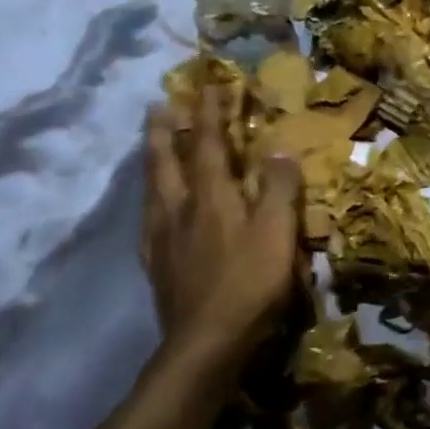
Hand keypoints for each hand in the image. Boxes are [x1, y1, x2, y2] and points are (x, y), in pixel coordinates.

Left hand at [143, 87, 304, 368]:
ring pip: (152, 188)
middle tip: (158, 104)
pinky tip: (152, 210)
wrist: (207, 344)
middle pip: (166, 160)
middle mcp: (179, 210)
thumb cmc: (250, 283)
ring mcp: (162, 239)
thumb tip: (280, 151)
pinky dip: (150, 202)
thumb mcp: (278, 233)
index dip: (210, 113)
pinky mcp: (157, 266)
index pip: (208, 144)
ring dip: (152, 159)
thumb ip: (280, 189)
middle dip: (164, 129)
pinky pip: (149, 221)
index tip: (210, 84)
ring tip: (150, 144)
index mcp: (211, 197)